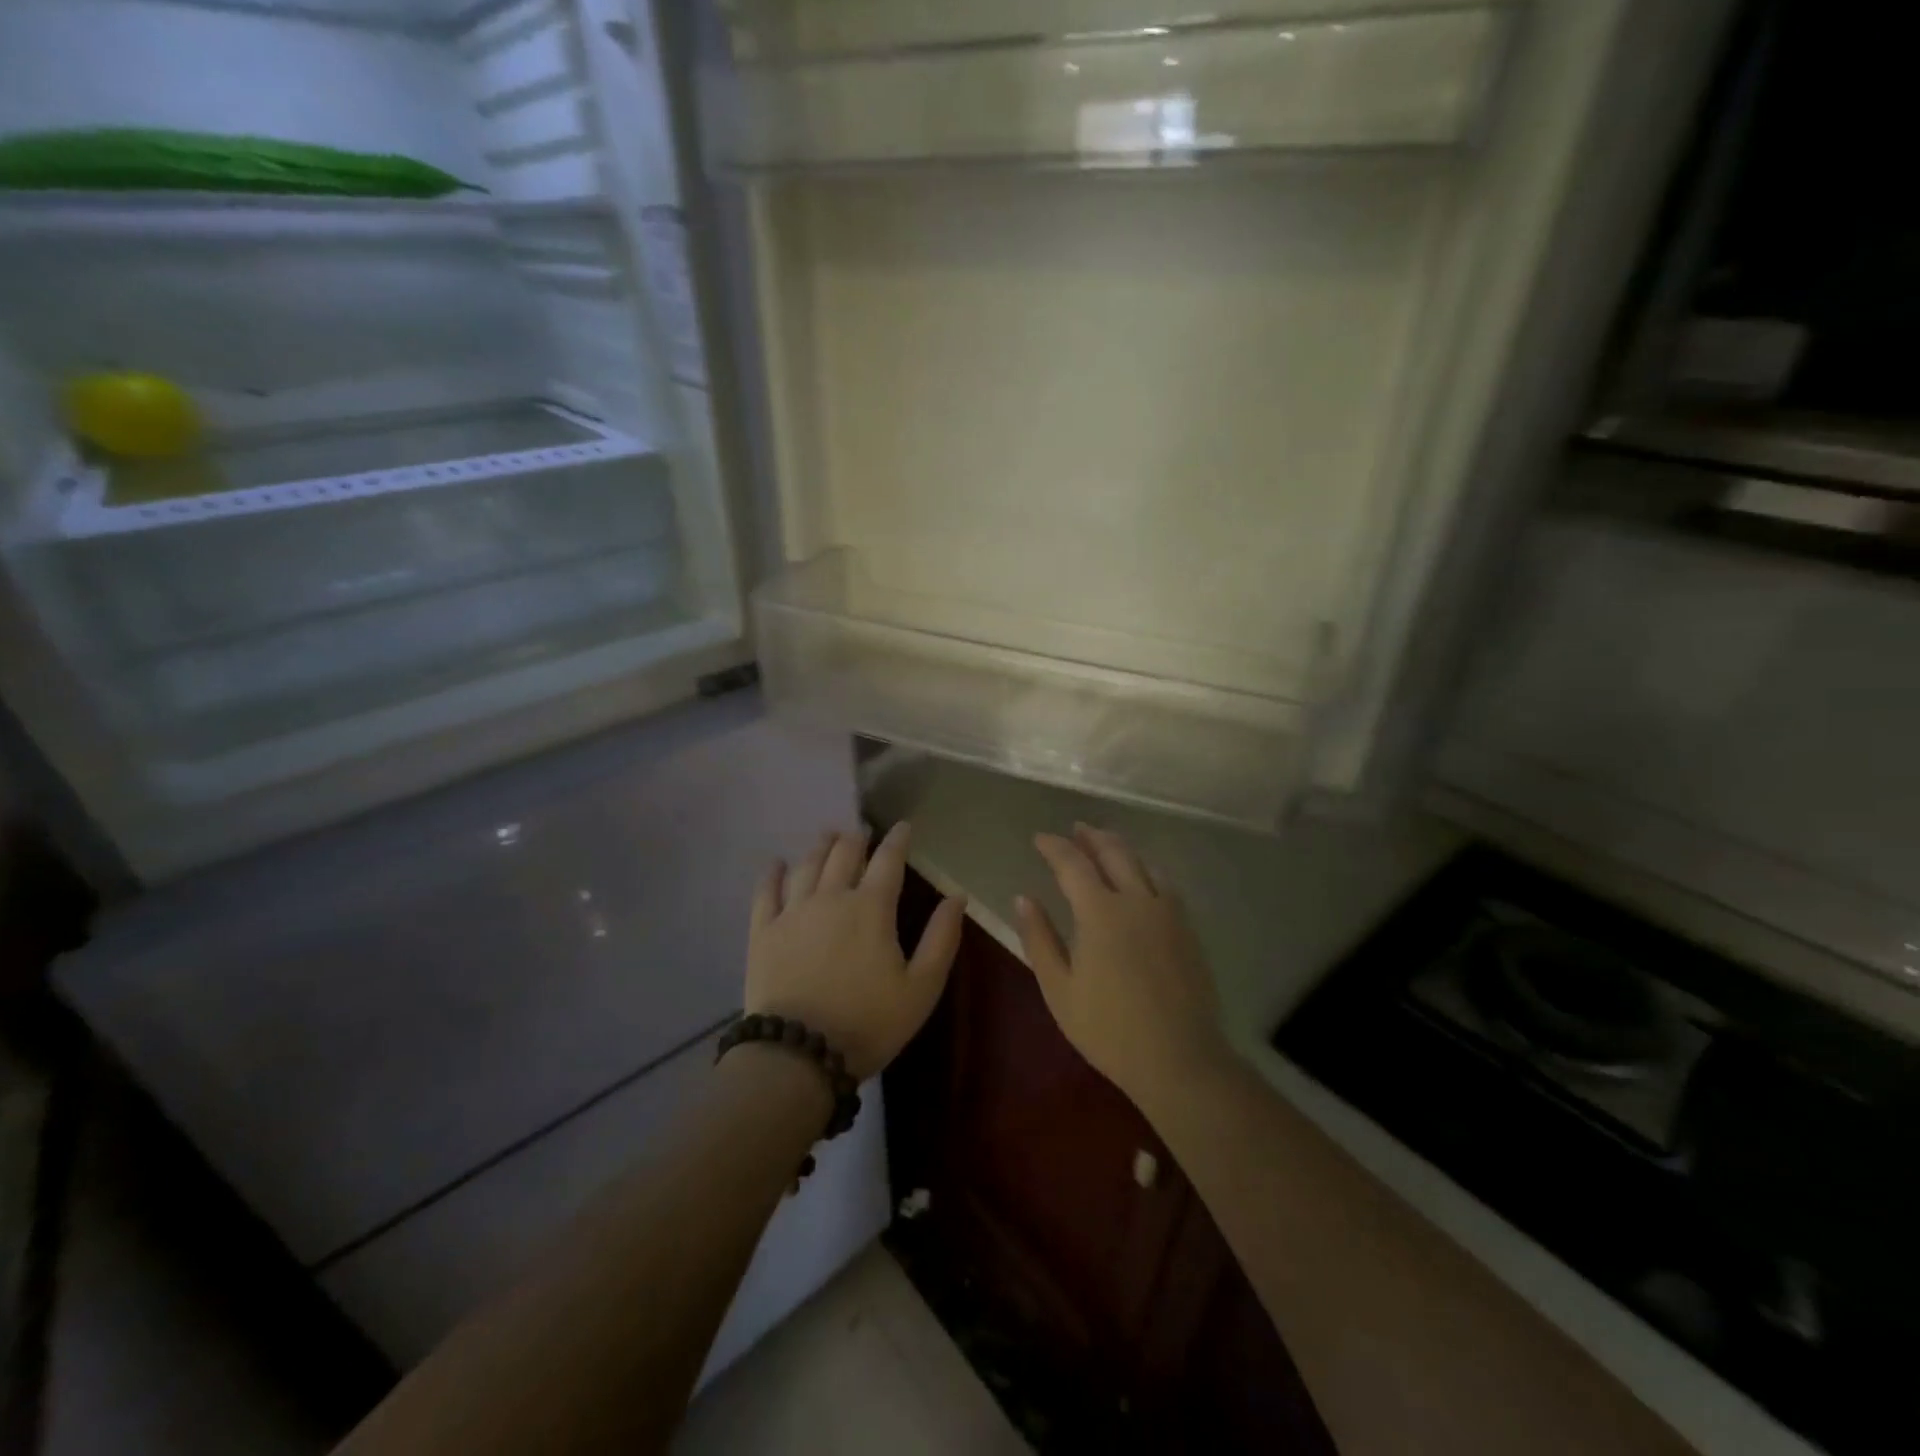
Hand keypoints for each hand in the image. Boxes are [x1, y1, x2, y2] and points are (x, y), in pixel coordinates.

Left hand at [746, 823, 965, 1079]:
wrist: (799, 1055)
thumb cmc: (869, 1023)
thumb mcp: (921, 987)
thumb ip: (942, 938)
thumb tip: (957, 896)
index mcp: (871, 907)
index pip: (888, 860)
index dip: (897, 839)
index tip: (903, 826)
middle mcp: (831, 897)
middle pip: (843, 854)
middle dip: (856, 838)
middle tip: (862, 832)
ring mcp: (793, 912)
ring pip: (808, 865)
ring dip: (821, 846)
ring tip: (828, 836)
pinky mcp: (763, 932)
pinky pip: (766, 892)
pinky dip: (773, 873)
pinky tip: (776, 864)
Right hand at [1015, 824, 1230, 1108]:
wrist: (1179, 1058)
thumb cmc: (1108, 1029)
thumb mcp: (1059, 989)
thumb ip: (1040, 939)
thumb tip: (1023, 898)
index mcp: (1100, 912)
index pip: (1073, 863)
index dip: (1054, 846)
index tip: (1039, 838)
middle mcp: (1136, 900)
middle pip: (1113, 852)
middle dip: (1091, 836)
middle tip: (1076, 829)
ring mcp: (1167, 912)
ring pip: (1142, 863)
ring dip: (1120, 848)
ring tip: (1105, 845)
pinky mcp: (1187, 928)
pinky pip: (1165, 883)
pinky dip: (1146, 869)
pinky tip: (1142, 878)